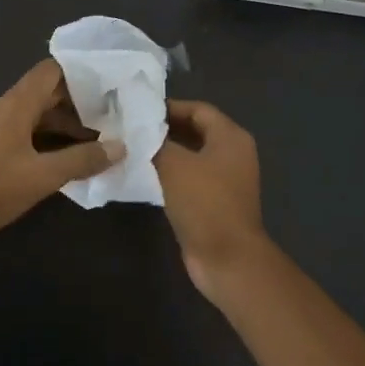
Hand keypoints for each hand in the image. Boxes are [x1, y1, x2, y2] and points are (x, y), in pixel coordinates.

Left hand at [0, 59, 123, 254]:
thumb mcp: (42, 176)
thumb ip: (82, 160)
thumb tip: (120, 147)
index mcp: (17, 104)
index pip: (52, 71)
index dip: (82, 73)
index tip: (111, 83)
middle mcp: (8, 109)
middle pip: (49, 93)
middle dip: (82, 103)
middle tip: (116, 114)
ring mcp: (0, 129)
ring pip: (41, 116)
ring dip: (69, 126)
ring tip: (103, 140)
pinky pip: (31, 135)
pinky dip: (53, 141)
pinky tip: (74, 159)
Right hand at [153, 99, 272, 293]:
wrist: (227, 258)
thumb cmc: (204, 203)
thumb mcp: (175, 165)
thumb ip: (156, 142)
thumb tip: (139, 130)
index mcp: (231, 137)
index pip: (198, 109)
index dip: (169, 107)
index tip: (138, 111)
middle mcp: (233, 153)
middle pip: (196, 130)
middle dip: (165, 129)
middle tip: (132, 129)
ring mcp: (226, 179)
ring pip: (192, 156)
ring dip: (166, 152)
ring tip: (134, 149)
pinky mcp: (216, 202)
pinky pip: (191, 178)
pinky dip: (171, 174)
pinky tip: (146, 176)